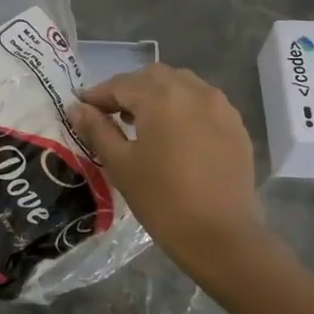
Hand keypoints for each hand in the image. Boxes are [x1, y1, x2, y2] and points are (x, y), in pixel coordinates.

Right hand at [67, 65, 261, 269]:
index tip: (82, 109)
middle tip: (111, 114)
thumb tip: (77, 108)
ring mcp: (220, 105)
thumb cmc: (162, 201)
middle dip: (129, 90)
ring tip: (144, 123)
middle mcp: (193, 90)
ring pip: (182, 84)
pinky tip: (176, 134)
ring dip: (158, 94)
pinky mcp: (236, 124)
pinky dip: (184, 107)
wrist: (221, 236)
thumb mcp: (121, 164)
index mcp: (161, 97)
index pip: (121, 84)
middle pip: (153, 77)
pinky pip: (204, 102)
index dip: (98, 95)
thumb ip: (97, 130)